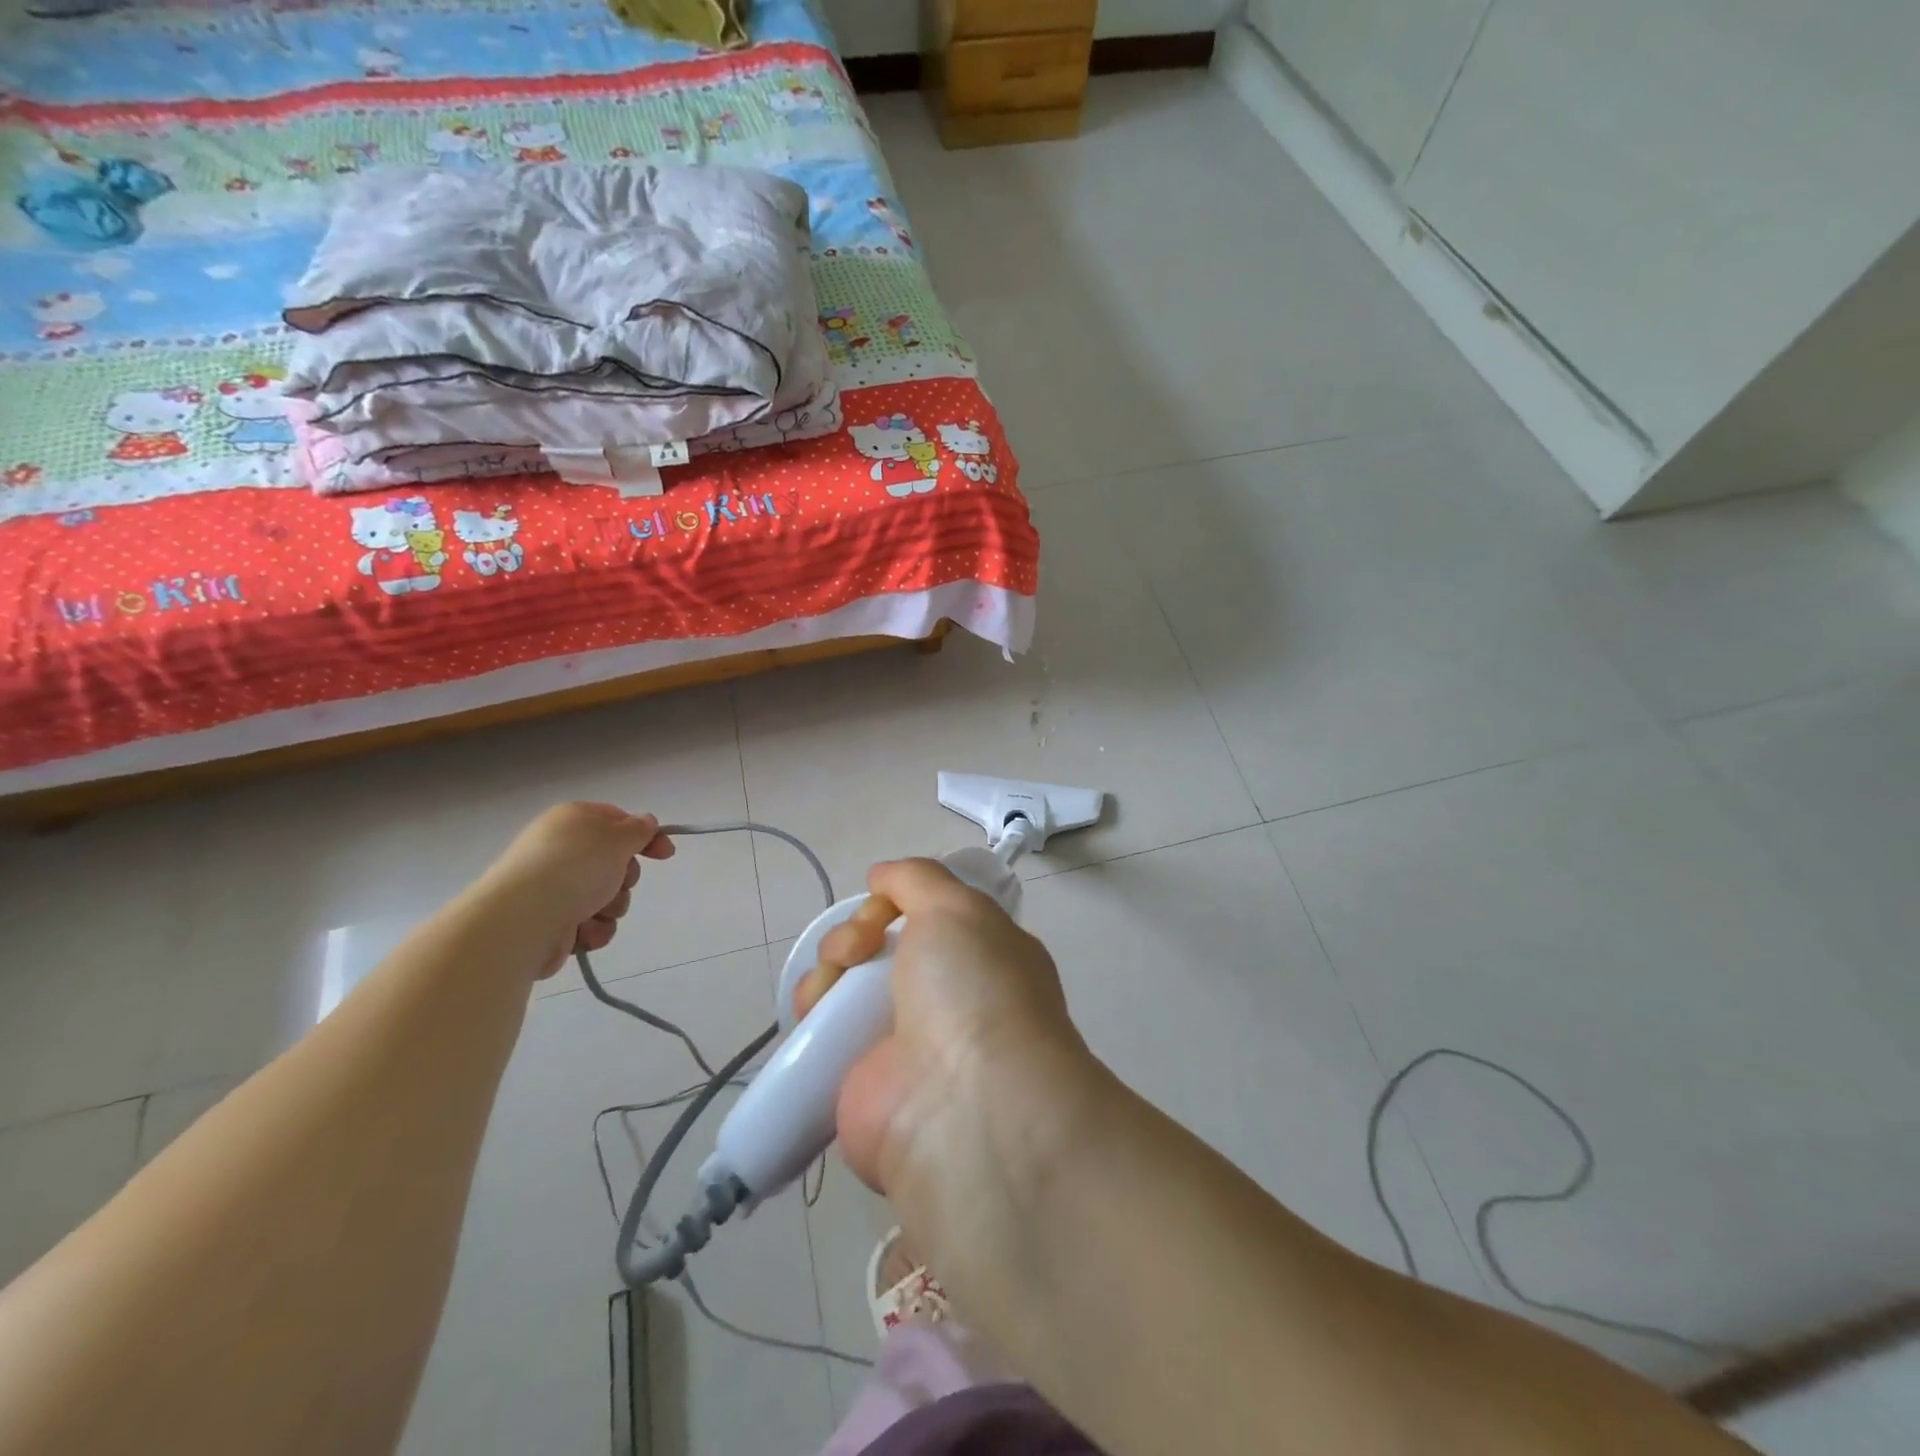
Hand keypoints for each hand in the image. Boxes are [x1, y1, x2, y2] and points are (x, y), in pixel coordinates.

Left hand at [474, 802, 674, 978]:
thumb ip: (639, 829)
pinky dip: (594, 929)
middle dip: (626, 877)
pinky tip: (584, 932)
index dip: (646, 836)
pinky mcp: (551, 921)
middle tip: (618, 882)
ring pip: (607, 896)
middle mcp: (561, 850)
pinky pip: (591, 923)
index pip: (618, 821)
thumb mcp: (617, 838)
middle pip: (615, 862)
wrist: (523, 919)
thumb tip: (645, 823)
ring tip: (595, 912)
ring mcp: (554, 887)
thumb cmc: (575, 867)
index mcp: (573, 821)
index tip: (666, 854)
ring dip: (612, 906)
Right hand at [793, 859, 1101, 1225]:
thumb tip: (881, 876)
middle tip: (855, 949)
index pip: (929, 913)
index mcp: (981, 955)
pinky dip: (810, 1012)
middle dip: (855, 933)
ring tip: (829, 981)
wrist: (963, 1104)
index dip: (896, 901)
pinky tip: (810, 1010)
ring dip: (828, 968)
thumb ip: (918, 878)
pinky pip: (824, 1031)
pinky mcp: (860, 1079)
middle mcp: (946, 996)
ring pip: (848, 983)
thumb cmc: (973, 989)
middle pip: (880, 945)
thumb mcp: (958, 907)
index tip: (882, 902)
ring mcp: (903, 1040)